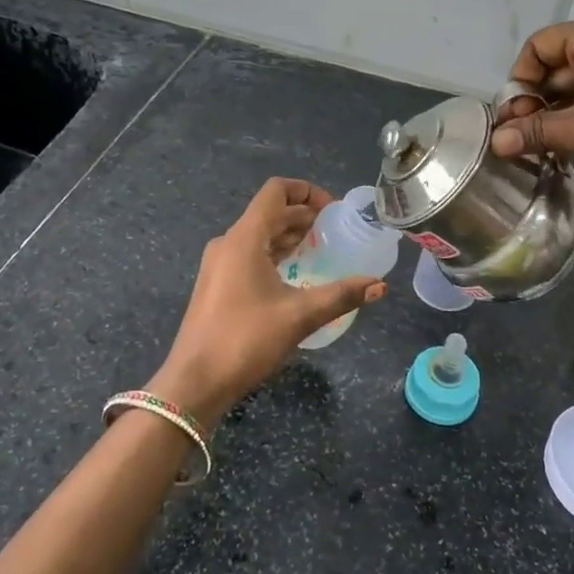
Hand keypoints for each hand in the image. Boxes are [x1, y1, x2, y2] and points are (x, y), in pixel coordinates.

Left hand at [151, 178, 384, 426]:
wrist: (194, 383)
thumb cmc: (245, 340)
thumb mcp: (299, 316)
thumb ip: (341, 296)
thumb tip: (379, 286)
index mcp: (244, 238)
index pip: (276, 191)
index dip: (307, 191)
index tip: (334, 210)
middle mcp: (229, 242)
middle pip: (269, 212)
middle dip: (303, 215)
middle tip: (335, 232)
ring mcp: (219, 264)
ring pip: (259, 234)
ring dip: (289, 235)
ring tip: (320, 249)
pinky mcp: (217, 284)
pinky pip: (250, 254)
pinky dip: (275, 253)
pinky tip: (294, 274)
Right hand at [489, 12, 573, 204]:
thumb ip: (537, 131)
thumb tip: (496, 142)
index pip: (539, 45)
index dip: (519, 80)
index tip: (513, 118)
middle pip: (558, 62)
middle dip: (537, 99)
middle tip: (524, 137)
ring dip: (558, 111)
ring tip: (544, 145)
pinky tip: (573, 142)